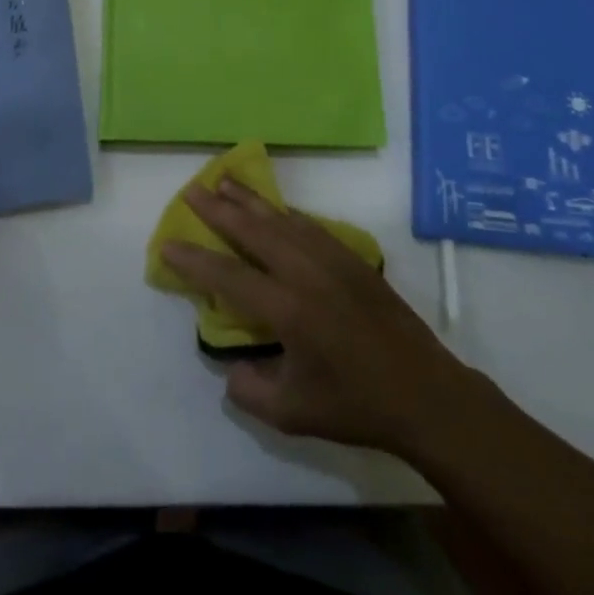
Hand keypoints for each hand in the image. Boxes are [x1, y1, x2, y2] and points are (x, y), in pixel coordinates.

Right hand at [160, 177, 491, 459]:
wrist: (425, 394)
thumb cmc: (357, 406)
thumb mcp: (293, 414)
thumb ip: (250, 391)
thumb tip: (232, 368)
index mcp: (289, 309)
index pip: (229, 276)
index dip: (195, 260)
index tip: (168, 243)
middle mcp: (307, 273)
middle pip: (254, 230)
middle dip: (219, 208)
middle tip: (192, 189)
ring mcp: (333, 260)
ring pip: (282, 219)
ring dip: (251, 199)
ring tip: (226, 180)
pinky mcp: (353, 259)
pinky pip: (310, 225)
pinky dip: (286, 212)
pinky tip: (275, 208)